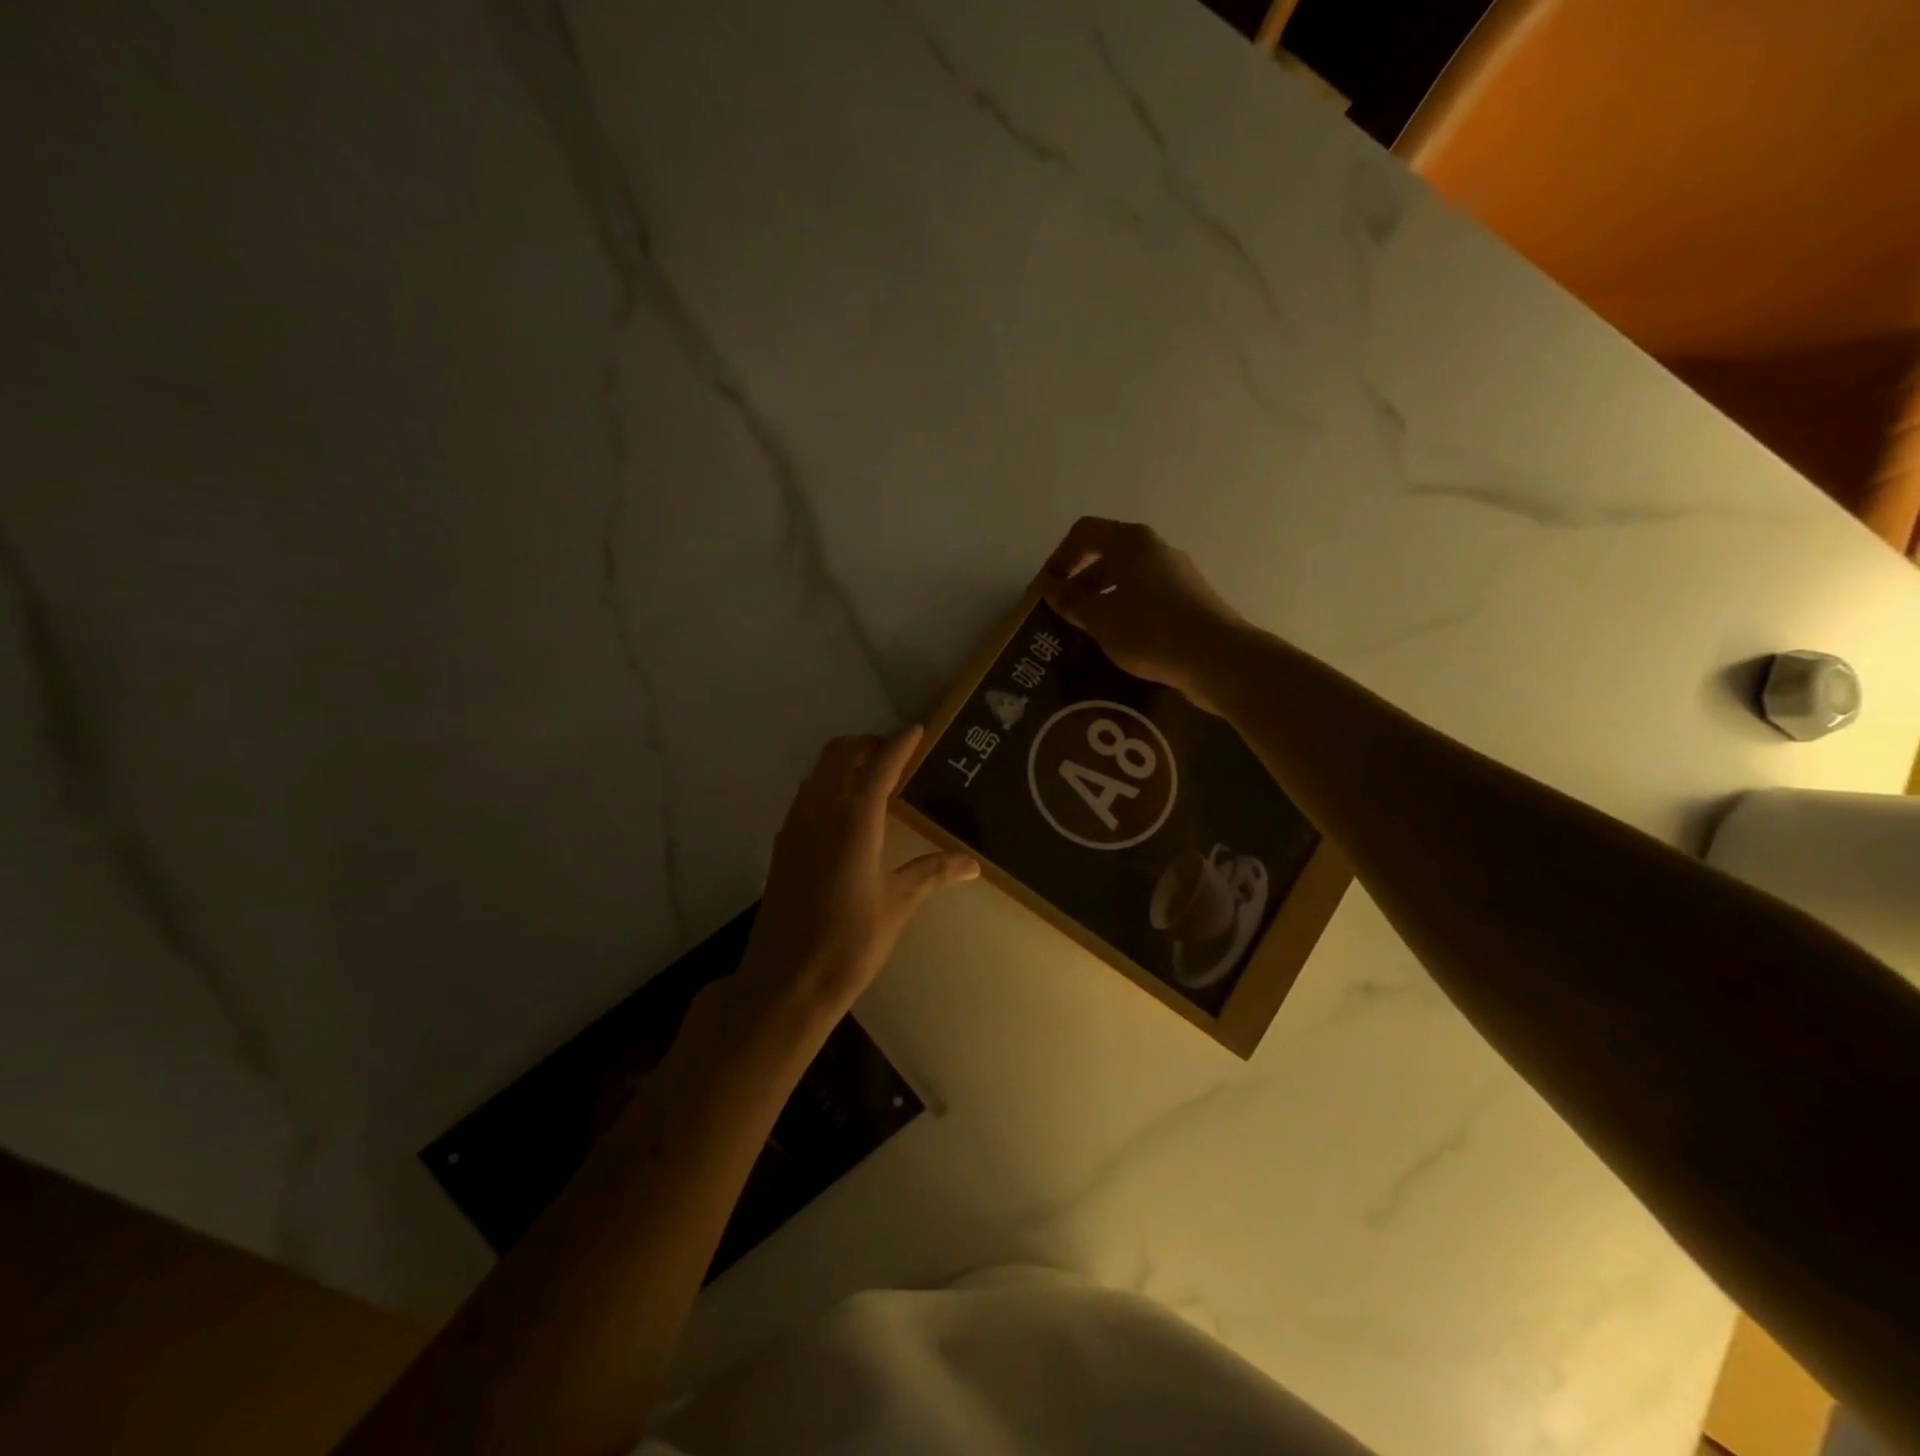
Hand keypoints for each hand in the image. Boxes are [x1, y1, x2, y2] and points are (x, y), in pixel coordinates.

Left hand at [737, 728, 978, 1026]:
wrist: (785, 981)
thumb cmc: (849, 944)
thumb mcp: (897, 905)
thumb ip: (931, 873)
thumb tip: (972, 864)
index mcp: (855, 821)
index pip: (880, 766)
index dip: (899, 744)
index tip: (917, 729)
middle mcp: (821, 812)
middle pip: (840, 755)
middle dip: (868, 745)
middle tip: (896, 755)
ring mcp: (795, 826)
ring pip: (819, 772)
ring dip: (845, 762)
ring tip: (873, 779)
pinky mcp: (782, 845)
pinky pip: (806, 796)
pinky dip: (827, 785)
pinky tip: (844, 814)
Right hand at [1041, 517, 1247, 712]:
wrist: (1218, 659)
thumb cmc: (1151, 631)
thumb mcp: (1100, 618)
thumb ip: (1070, 601)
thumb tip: (1050, 588)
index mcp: (1131, 542)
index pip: (1084, 532)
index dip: (1059, 557)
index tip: (1047, 590)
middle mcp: (1156, 549)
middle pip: (1106, 555)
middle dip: (1079, 583)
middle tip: (1062, 615)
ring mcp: (1177, 574)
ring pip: (1127, 579)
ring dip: (1101, 600)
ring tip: (1087, 632)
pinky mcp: (1190, 600)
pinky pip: (1147, 597)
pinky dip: (1125, 612)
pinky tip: (1119, 642)